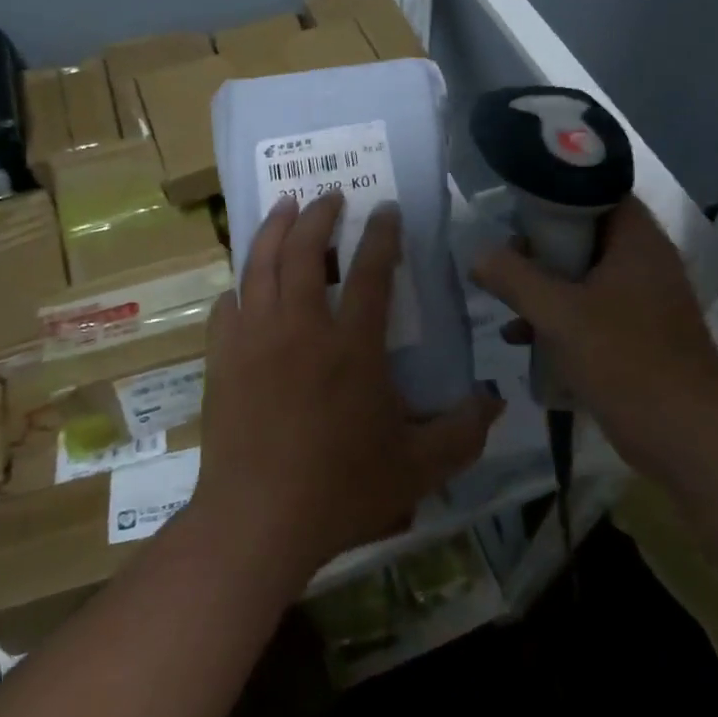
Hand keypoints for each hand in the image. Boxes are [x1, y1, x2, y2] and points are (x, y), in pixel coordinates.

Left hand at [193, 192, 502, 580]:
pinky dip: (238, 286)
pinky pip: (227, 306)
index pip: (371, 271)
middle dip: (320, 215)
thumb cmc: (341, 491)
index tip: (386, 207)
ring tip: (285, 206)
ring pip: (261, 265)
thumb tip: (495, 403)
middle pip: (306, 251)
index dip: (381, 234)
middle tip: (330, 194)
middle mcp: (301, 327)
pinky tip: (243, 283)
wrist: (257, 521)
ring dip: (275, 229)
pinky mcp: (223, 359)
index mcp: (352, 346)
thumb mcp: (418, 468)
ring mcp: (255, 339)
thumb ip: (462, 433)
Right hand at [470, 197, 717, 466]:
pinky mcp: (638, 335)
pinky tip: (522, 340)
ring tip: (504, 299)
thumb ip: (514, 278)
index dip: (555, 191)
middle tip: (505, 257)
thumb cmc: (626, 360)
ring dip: (545, 286)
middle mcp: (644, 262)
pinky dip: (559, 318)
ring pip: (584, 275)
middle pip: (585, 234)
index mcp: (637, 241)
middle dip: (540, 246)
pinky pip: (591, 310)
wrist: (688, 438)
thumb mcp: (559, 314)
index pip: (597, 190)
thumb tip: (478, 255)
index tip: (515, 205)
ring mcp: (644, 301)